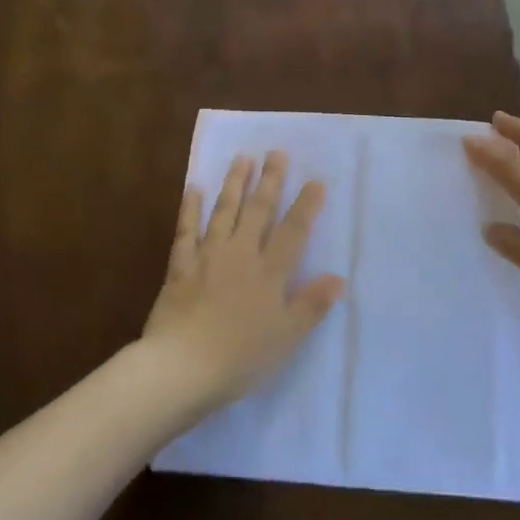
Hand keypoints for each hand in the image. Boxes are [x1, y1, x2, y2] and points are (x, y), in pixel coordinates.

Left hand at [141, 151, 344, 412]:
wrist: (182, 367)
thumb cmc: (241, 357)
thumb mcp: (286, 337)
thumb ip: (311, 305)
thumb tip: (338, 278)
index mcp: (269, 273)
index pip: (293, 232)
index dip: (306, 206)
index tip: (315, 181)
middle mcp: (241, 255)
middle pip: (258, 211)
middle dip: (270, 181)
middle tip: (276, 152)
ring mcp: (208, 257)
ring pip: (224, 212)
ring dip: (235, 183)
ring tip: (242, 158)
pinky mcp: (180, 267)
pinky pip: (186, 230)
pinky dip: (190, 208)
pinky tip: (195, 188)